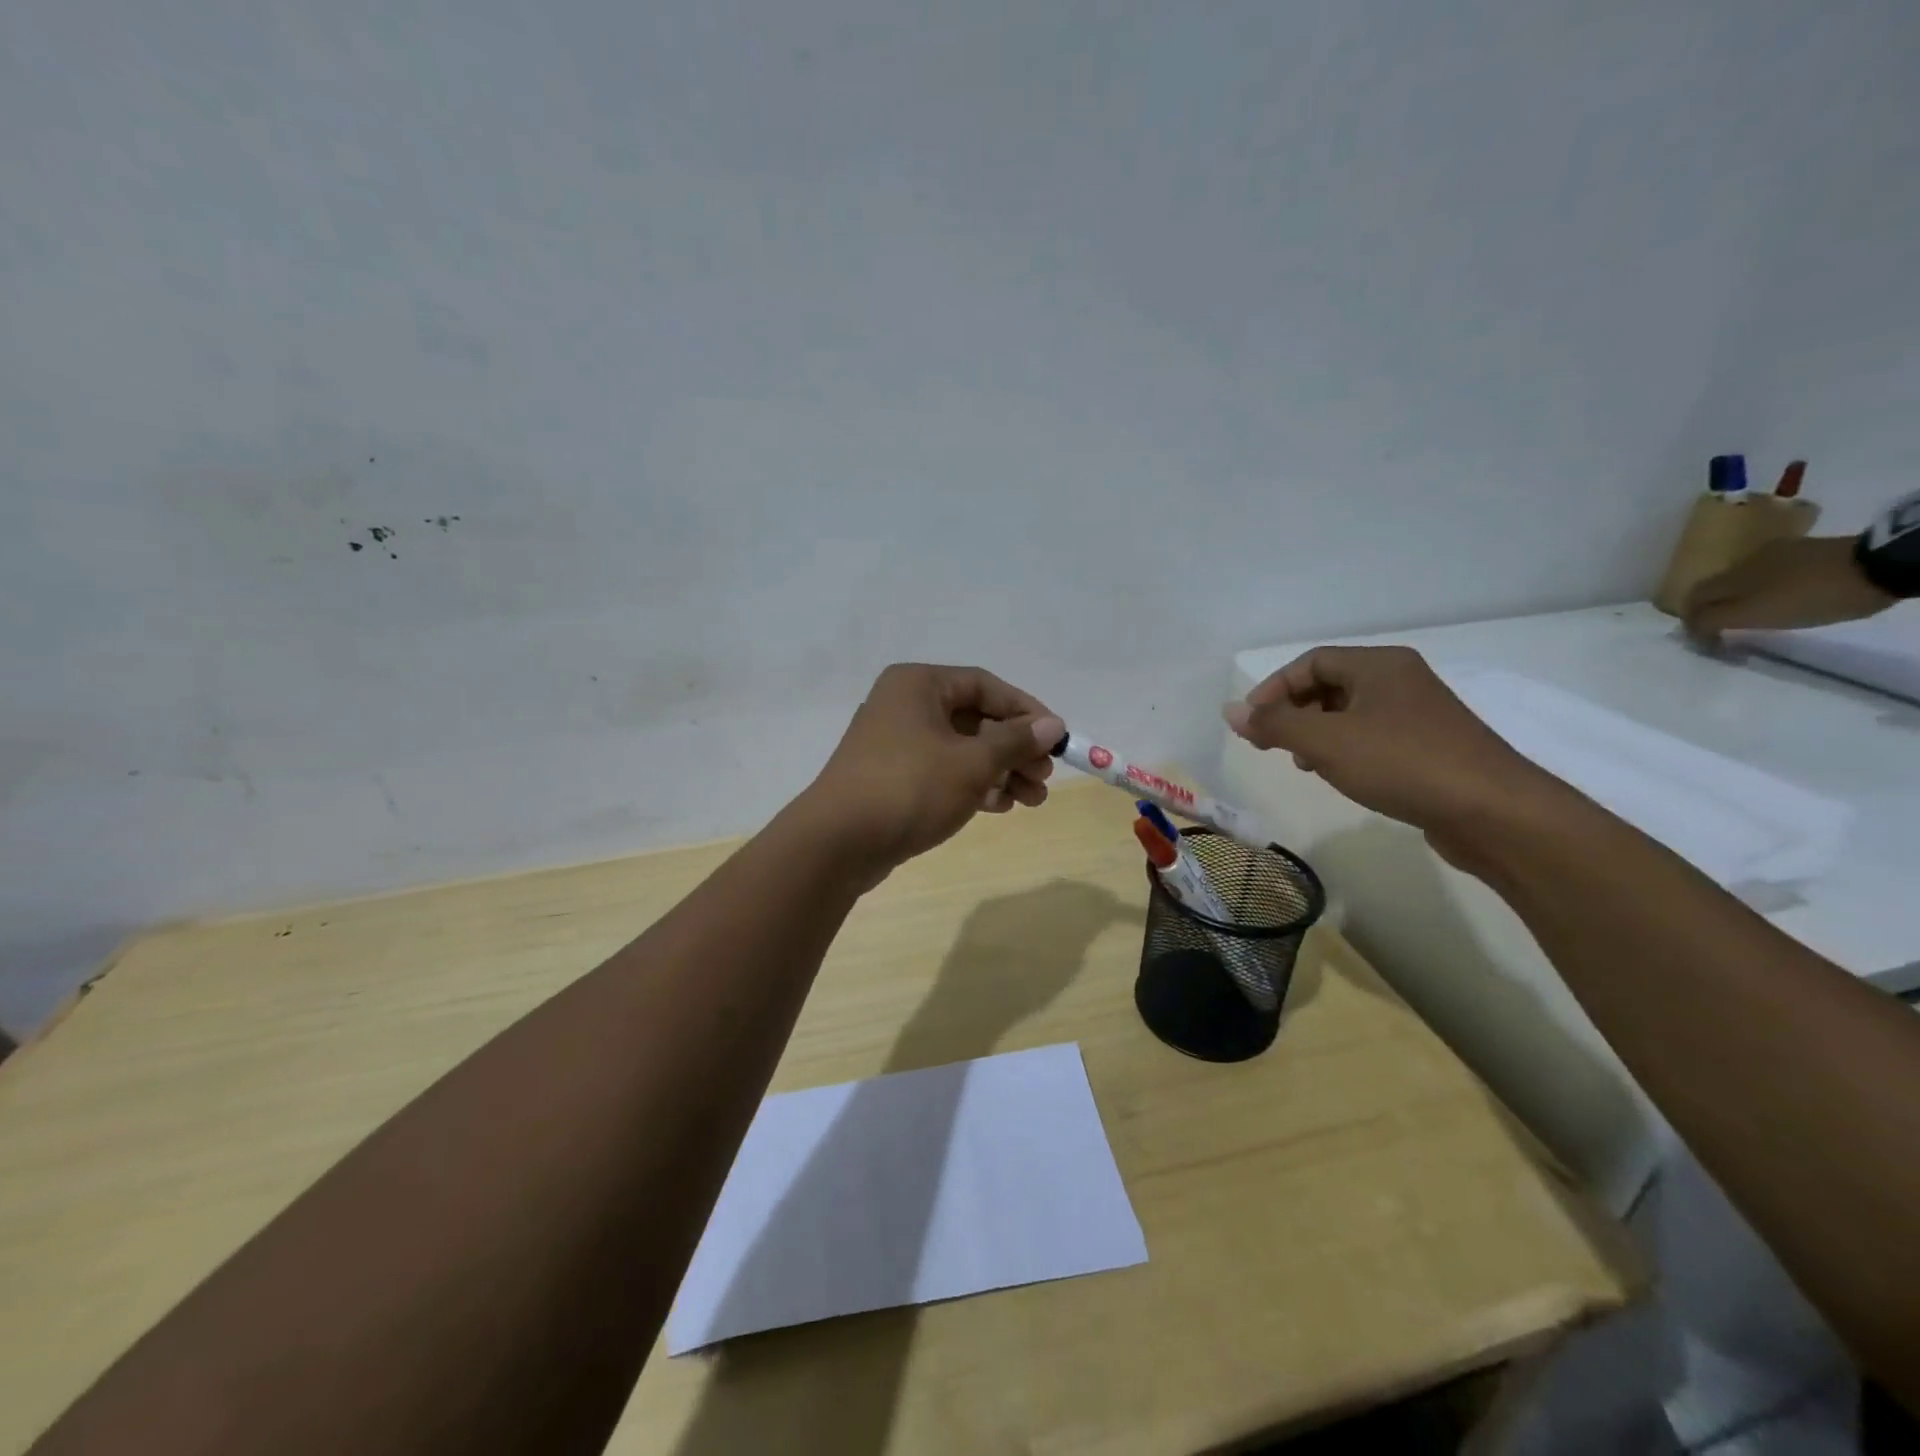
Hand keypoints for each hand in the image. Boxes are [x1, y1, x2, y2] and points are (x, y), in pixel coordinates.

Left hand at [803, 664, 1063, 877]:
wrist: (838, 843)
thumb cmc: (910, 788)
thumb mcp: (972, 763)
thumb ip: (1015, 741)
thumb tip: (1053, 725)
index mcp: (919, 685)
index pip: (985, 685)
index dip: (1026, 711)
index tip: (1056, 739)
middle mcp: (904, 705)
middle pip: (974, 719)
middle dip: (1015, 750)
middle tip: (1044, 779)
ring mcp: (895, 743)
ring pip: (960, 749)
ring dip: (999, 772)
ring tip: (1031, 800)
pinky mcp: (891, 777)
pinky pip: (942, 772)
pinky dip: (972, 785)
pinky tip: (998, 806)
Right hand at [1222, 646, 1548, 864]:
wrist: (1494, 812)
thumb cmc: (1403, 763)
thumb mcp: (1326, 741)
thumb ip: (1274, 724)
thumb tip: (1229, 711)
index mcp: (1379, 665)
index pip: (1311, 662)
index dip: (1274, 688)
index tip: (1251, 722)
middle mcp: (1401, 680)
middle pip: (1330, 684)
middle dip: (1294, 711)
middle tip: (1272, 743)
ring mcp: (1420, 714)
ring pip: (1351, 713)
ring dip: (1317, 733)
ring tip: (1303, 762)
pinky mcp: (1431, 747)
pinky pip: (1373, 736)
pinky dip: (1345, 749)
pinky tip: (1340, 775)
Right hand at [1683, 535, 1894, 641]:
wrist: (1879, 566)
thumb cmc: (1810, 596)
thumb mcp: (1756, 615)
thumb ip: (1714, 621)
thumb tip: (1689, 627)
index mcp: (1727, 577)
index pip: (1692, 600)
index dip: (1691, 622)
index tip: (1705, 642)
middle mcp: (1743, 561)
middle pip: (1715, 588)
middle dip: (1713, 609)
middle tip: (1724, 630)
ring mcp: (1778, 552)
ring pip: (1744, 579)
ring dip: (1741, 598)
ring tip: (1756, 614)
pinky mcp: (1808, 551)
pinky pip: (1774, 572)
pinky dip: (1768, 587)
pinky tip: (1785, 596)